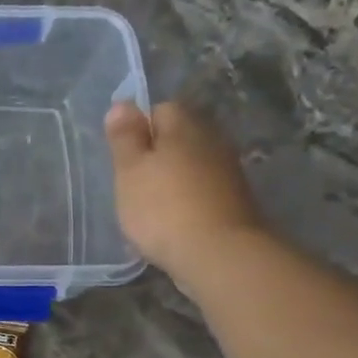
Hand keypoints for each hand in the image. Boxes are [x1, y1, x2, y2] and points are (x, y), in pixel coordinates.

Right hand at [105, 100, 266, 284]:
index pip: (160, 109)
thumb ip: (125, 138)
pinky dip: (187, 200)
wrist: (218, 254)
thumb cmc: (163, 208)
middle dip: (157, 154)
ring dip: (173, 179)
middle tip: (134, 183)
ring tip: (151, 206)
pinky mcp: (235, 200)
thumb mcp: (130, 171)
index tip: (124, 158)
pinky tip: (173, 222)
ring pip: (192, 164)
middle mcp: (212, 140)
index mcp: (184, 126)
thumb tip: (122, 104)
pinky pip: (203, 190)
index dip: (138, 129)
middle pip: (179, 137)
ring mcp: (228, 171)